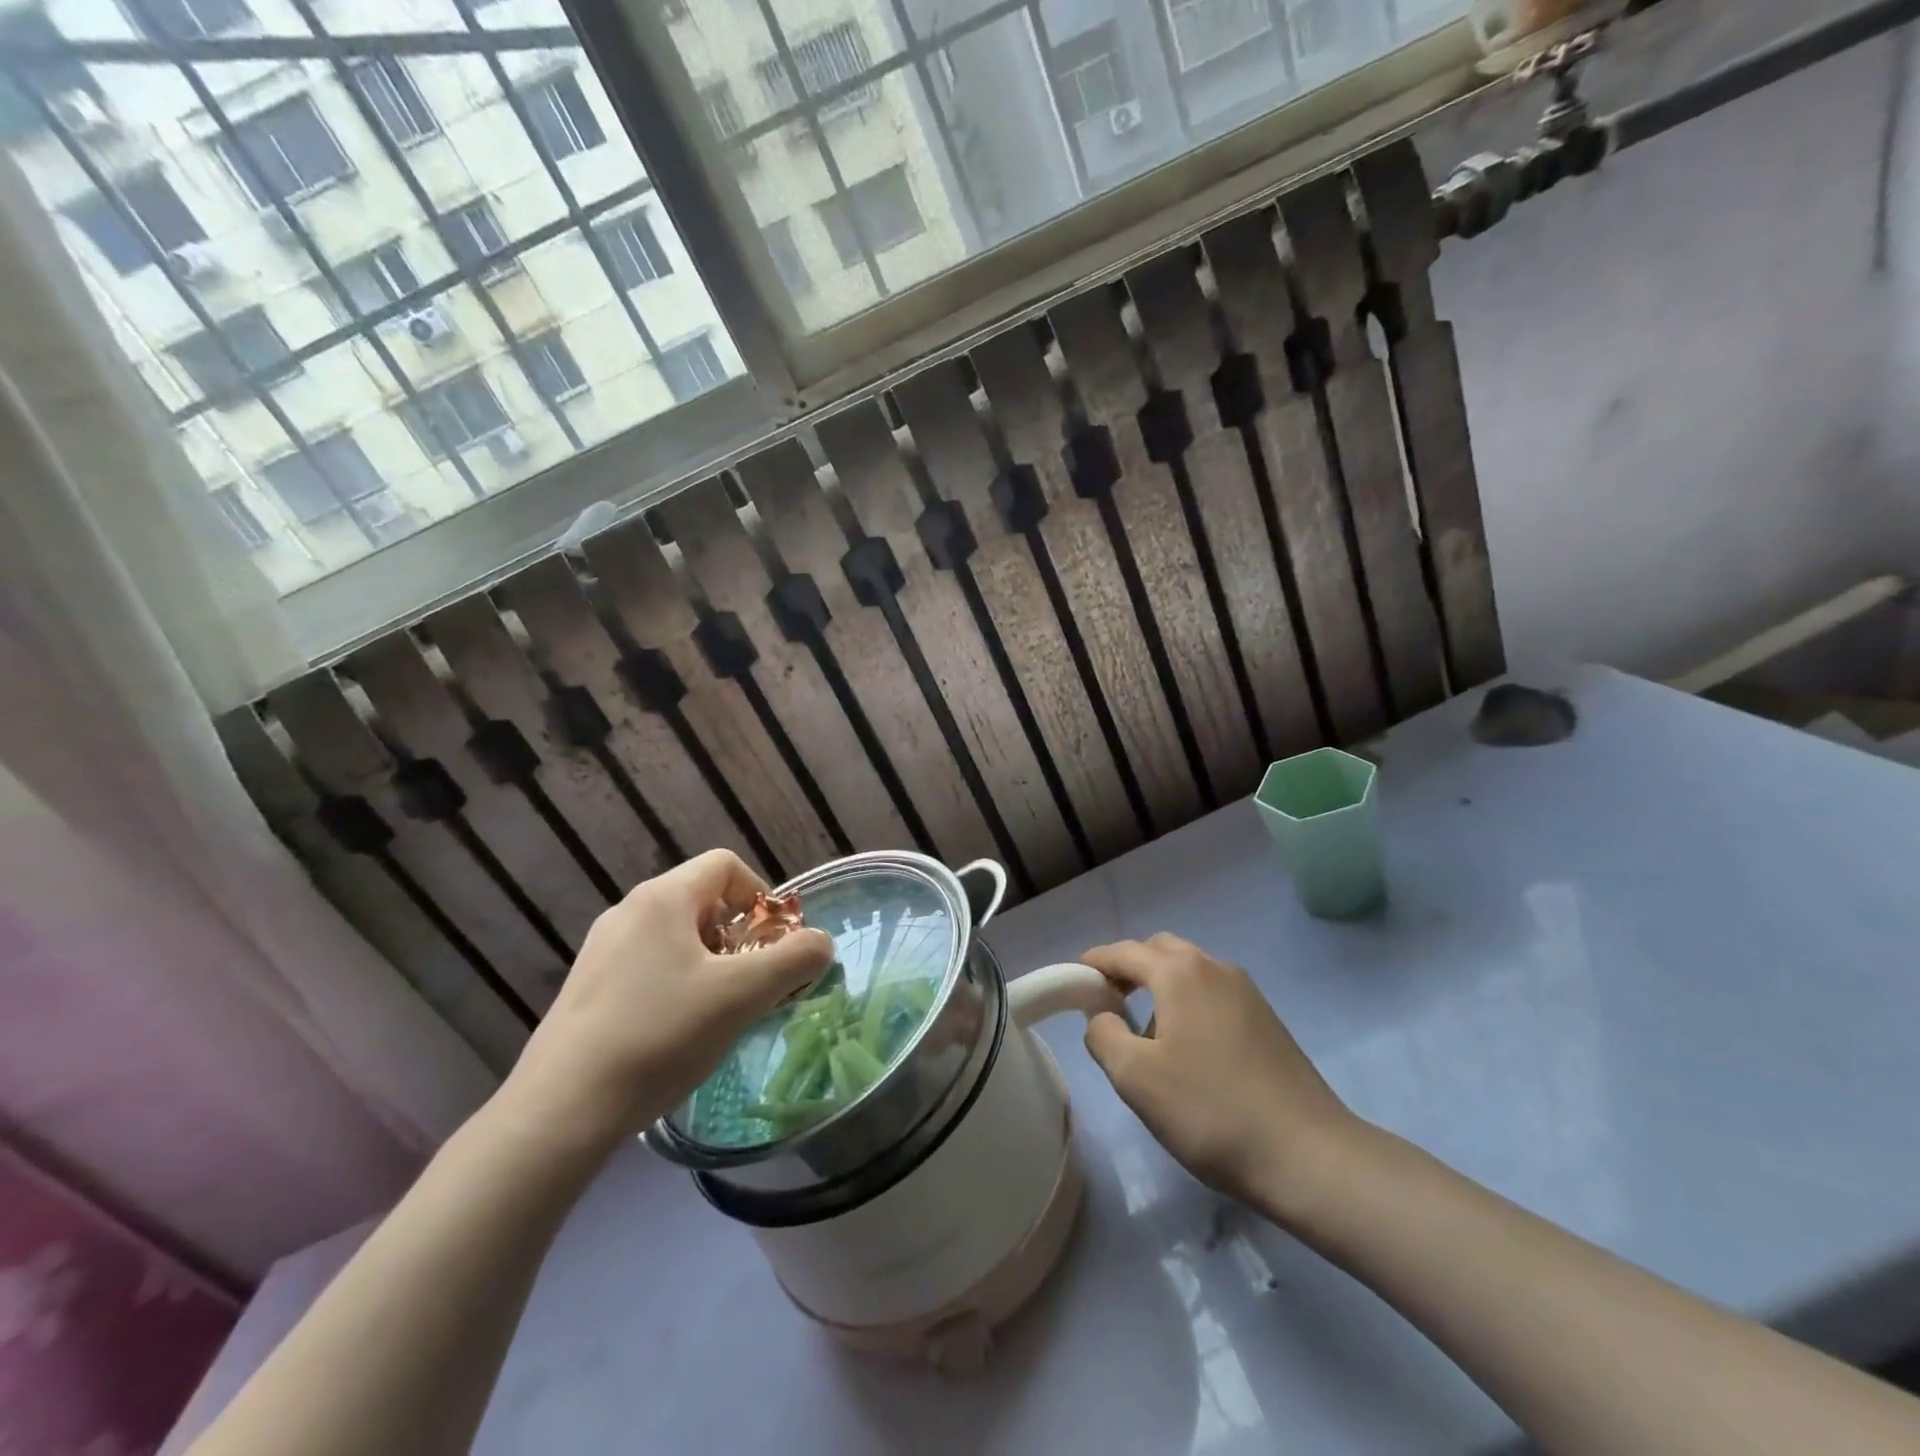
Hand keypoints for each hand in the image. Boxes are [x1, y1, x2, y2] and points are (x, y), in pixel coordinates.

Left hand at [499, 851, 832, 1150]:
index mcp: (662, 898)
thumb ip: (794, 960)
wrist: (560, 1110)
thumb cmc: (660, 1035)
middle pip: (703, 900)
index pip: (726, 865)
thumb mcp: (742, 995)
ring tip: (719, 1010)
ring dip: (712, 962)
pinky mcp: (588, 987)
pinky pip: (649, 964)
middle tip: (752, 982)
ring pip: (677, 936)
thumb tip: (820, 943)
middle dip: (740, 936)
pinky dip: (678, 982)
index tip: (772, 944)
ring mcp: (602, 949)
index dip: (761, 895)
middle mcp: (629, 911)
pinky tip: (678, 1031)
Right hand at [1082, 934, 1361, 1223]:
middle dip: (1129, 968)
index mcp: (1180, 973)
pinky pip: (1212, 994)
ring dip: (1160, 987)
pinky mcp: (1266, 1019)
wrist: (1310, 1156)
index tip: (1073, 983)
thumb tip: (1103, 1017)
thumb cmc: (1211, 1112)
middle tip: (1108, 1004)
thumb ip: (1104, 1036)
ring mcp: (1246, 992)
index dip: (1094, 963)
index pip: (1123, 952)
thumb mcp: (1136, 1078)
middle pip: (1159, 950)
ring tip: (1146, 1036)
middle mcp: (1214, 967)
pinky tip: (1188, 1051)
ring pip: (1189, 972)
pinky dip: (1188, 1003)